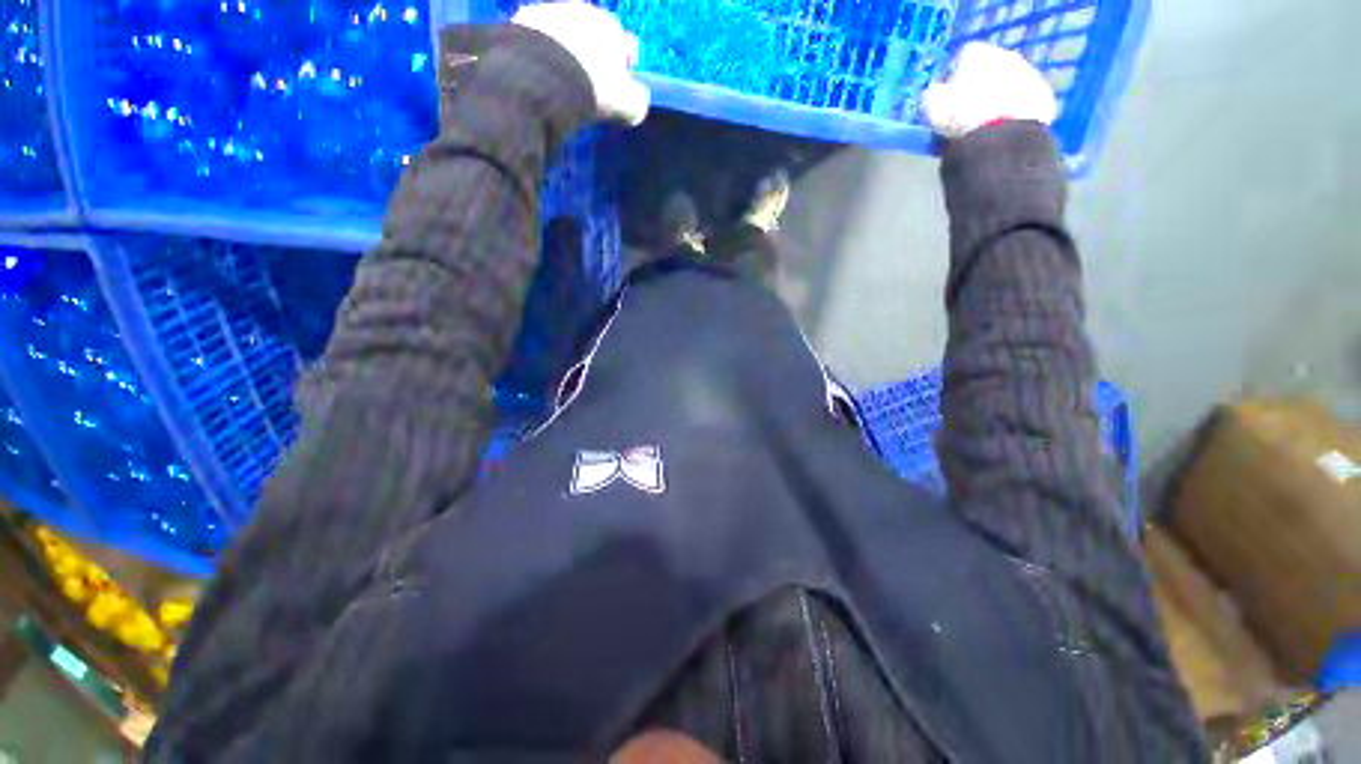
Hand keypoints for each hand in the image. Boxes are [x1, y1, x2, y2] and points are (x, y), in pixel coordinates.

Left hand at [513, 2, 649, 125]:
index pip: (623, 41)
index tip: (619, 84)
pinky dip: (540, 54)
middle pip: (590, 32)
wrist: (544, 76)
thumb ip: (638, 100)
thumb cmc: (595, 87)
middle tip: (590, 81)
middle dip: (593, 53)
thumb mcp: (629, 104)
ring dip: (565, 50)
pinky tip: (541, 74)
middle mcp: (580, 10)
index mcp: (610, 26)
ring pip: (562, 32)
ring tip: (563, 79)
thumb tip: (637, 99)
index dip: (623, 64)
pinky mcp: (520, 23)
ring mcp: (548, 11)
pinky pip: (535, 40)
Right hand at [922, 42, 1057, 139]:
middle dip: (978, 89)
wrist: (1000, 136)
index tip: (945, 102)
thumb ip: (933, 94)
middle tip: (965, 115)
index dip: (951, 80)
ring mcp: (1029, 74)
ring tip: (984, 128)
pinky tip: (1002, 132)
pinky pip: (1024, 104)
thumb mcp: (931, 106)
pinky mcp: (1043, 97)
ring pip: (1008, 86)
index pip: (960, 59)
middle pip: (989, 71)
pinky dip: (1014, 115)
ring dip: (997, 101)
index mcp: (977, 53)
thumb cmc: (959, 117)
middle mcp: (1006, 55)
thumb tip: (936, 94)